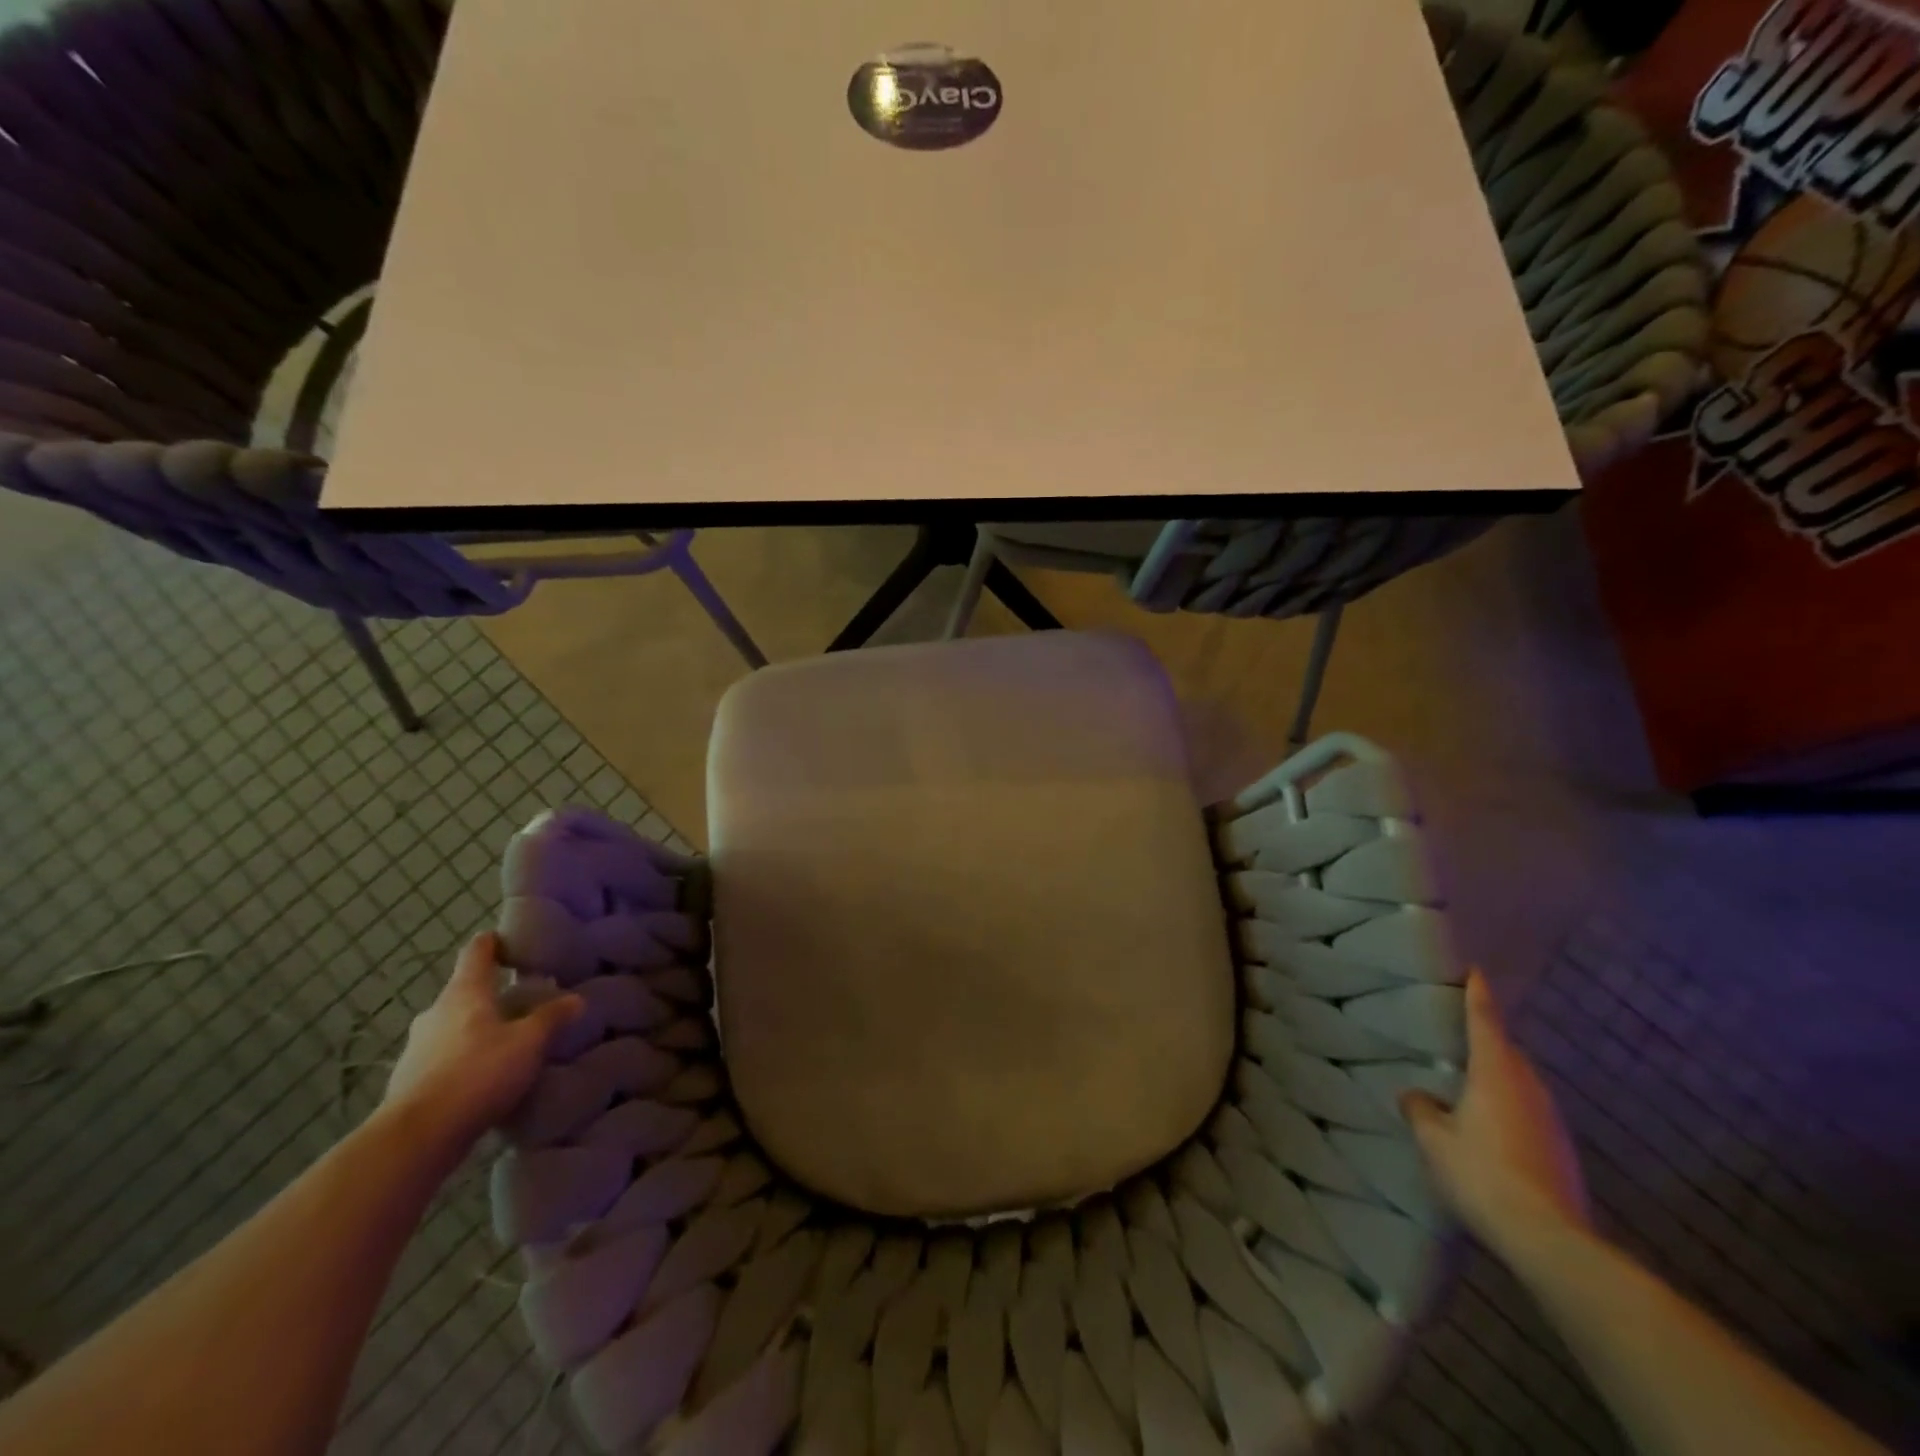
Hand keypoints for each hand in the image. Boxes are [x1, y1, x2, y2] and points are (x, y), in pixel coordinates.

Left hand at [382, 933, 582, 1154]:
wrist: (417, 1138)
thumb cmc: (478, 1073)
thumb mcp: (530, 1042)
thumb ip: (553, 1017)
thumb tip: (576, 999)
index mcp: (464, 993)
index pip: (477, 952)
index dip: (494, 942)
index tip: (510, 941)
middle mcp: (435, 1013)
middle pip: (465, 992)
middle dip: (492, 995)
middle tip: (523, 1002)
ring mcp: (416, 1048)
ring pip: (453, 1027)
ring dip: (477, 1030)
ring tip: (508, 1044)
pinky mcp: (409, 1082)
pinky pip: (444, 1059)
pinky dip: (464, 1061)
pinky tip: (484, 1079)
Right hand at [1402, 969, 1589, 1253]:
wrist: (1547, 1238)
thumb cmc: (1481, 1172)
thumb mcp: (1433, 1139)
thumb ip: (1420, 1109)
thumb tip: (1416, 1095)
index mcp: (1496, 1073)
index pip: (1485, 1022)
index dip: (1478, 995)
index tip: (1477, 972)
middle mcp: (1529, 1088)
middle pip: (1508, 1053)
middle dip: (1488, 1040)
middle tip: (1461, 1036)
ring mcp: (1552, 1122)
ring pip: (1521, 1084)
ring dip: (1499, 1078)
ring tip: (1471, 1084)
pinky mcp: (1561, 1153)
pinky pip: (1529, 1114)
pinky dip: (1510, 1110)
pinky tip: (1491, 1130)